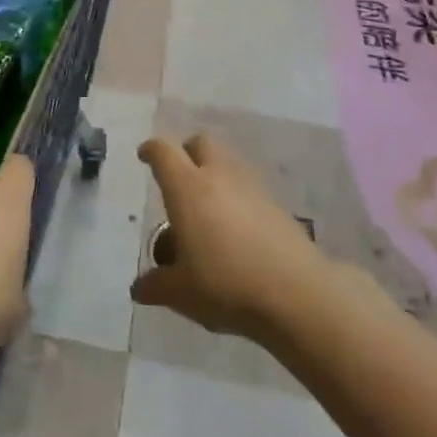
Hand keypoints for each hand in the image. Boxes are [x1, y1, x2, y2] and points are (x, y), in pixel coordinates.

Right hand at [132, 135, 331, 344]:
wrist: (296, 294)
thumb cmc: (226, 284)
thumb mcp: (181, 292)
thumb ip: (156, 285)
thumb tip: (139, 288)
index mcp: (187, 187)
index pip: (164, 152)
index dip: (151, 151)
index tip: (144, 156)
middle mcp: (218, 175)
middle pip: (200, 143)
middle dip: (187, 153)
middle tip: (179, 180)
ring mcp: (252, 186)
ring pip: (227, 162)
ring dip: (214, 173)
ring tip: (207, 211)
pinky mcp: (277, 203)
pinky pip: (248, 186)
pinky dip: (237, 196)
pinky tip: (236, 229)